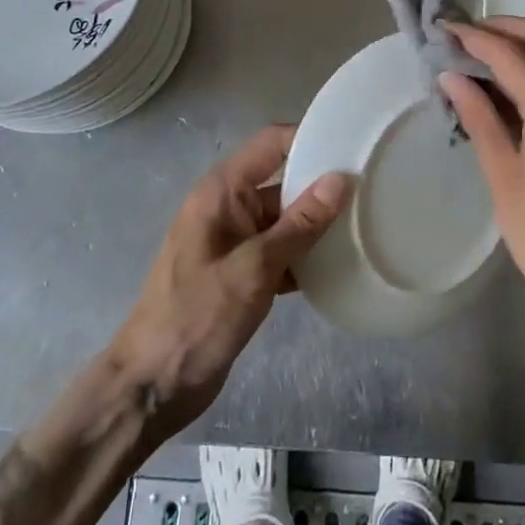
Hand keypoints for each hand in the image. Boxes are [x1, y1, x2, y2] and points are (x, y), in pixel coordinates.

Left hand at [111, 126, 351, 439]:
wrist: (152, 386)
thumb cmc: (197, 317)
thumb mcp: (254, 268)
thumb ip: (299, 224)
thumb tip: (341, 179)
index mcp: (222, 191)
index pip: (271, 143)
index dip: (309, 137)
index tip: (353, 144)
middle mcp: (228, 206)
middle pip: (282, 179)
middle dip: (321, 184)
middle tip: (372, 187)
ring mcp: (234, 241)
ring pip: (284, 218)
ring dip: (317, 224)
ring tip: (365, 224)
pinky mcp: (241, 273)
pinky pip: (280, 250)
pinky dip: (305, 256)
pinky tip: (339, 266)